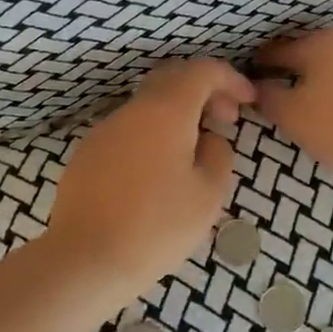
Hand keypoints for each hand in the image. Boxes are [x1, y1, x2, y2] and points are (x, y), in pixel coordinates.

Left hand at [48, 59, 255, 299]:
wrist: (85, 260)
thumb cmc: (156, 227)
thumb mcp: (208, 195)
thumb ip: (218, 155)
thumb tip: (210, 139)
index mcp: (166, 111)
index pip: (202, 71)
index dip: (230, 78)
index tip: (247, 100)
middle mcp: (133, 110)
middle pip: (172, 79)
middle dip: (204, 90)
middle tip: (225, 119)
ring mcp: (105, 130)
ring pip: (148, 105)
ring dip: (177, 114)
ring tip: (195, 151)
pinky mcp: (88, 153)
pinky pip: (129, 130)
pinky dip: (153, 134)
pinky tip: (159, 172)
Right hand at [252, 29, 332, 188]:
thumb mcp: (290, 116)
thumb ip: (268, 97)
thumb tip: (258, 87)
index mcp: (319, 43)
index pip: (278, 50)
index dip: (261, 64)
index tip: (253, 77)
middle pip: (314, 55)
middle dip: (299, 71)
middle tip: (289, 96)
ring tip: (327, 109)